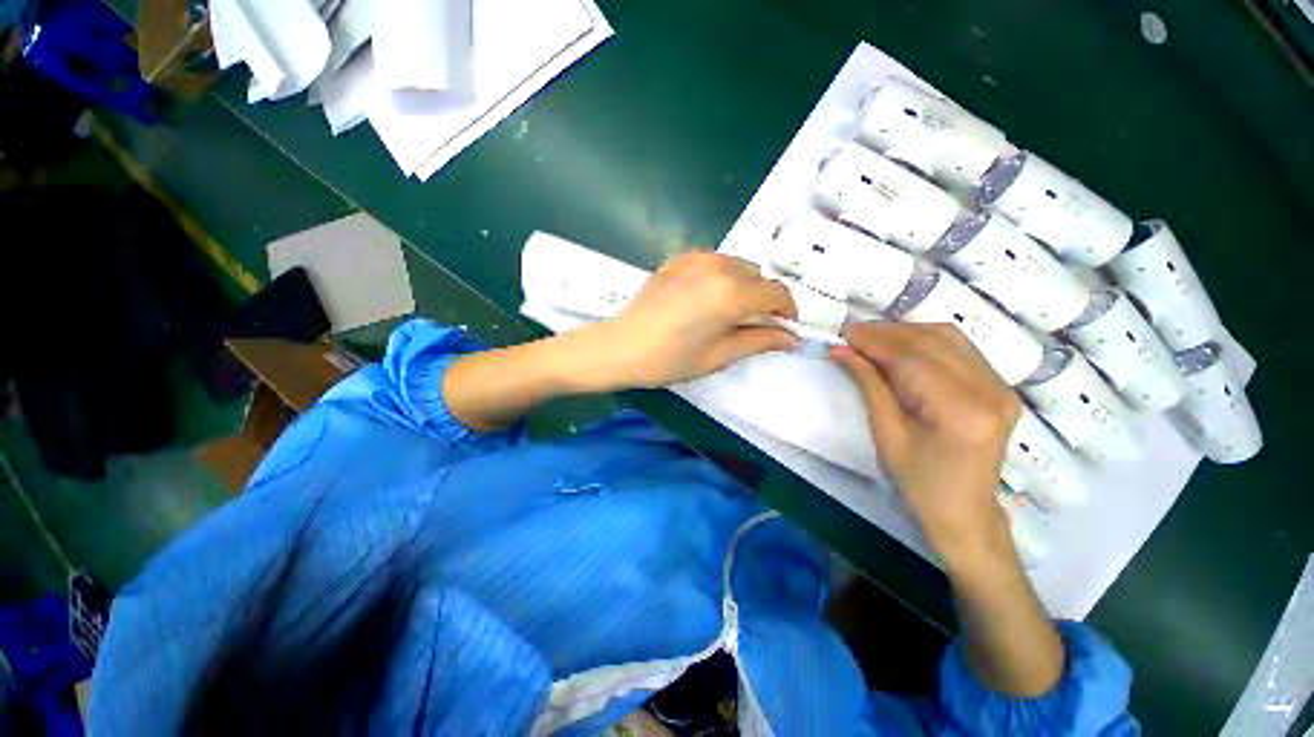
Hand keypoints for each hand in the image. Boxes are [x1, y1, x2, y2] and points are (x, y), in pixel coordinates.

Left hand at [591, 251, 799, 388]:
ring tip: (725, 312)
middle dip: (763, 299)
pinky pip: (715, 262)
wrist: (621, 346)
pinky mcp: (680, 257)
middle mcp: (719, 266)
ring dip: (743, 286)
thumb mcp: (719, 355)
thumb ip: (760, 341)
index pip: (778, 293)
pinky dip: (721, 277)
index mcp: (731, 293)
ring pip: (739, 266)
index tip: (782, 328)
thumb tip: (791, 338)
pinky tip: (704, 298)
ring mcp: (697, 257)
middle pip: (759, 277)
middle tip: (750, 324)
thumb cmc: (670, 359)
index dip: (787, 311)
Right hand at [830, 323, 1020, 561]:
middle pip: (933, 340)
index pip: (913, 358)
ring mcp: (1002, 386)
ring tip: (871, 338)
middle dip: (886, 332)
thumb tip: (841, 349)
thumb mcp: (886, 433)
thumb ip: (868, 384)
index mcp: (962, 411)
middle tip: (851, 334)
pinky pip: (959, 348)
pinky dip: (925, 340)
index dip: (874, 341)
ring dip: (905, 332)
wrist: (964, 511)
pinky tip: (901, 346)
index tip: (842, 334)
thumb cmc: (918, 481)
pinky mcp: (1000, 386)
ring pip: (948, 336)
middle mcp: (991, 390)